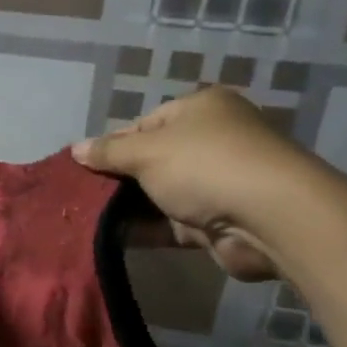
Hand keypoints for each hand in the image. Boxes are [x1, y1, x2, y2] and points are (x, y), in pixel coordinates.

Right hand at [72, 87, 305, 281]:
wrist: (270, 218)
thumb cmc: (204, 165)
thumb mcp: (147, 151)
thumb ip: (109, 151)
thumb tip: (75, 149)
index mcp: (201, 110)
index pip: (145, 123)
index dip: (113, 143)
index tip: (84, 166)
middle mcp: (212, 141)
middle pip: (153, 159)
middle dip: (118, 178)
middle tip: (81, 194)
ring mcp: (217, 182)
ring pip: (160, 193)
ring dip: (128, 206)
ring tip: (87, 218)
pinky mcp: (218, 221)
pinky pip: (172, 223)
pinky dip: (146, 229)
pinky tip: (111, 237)